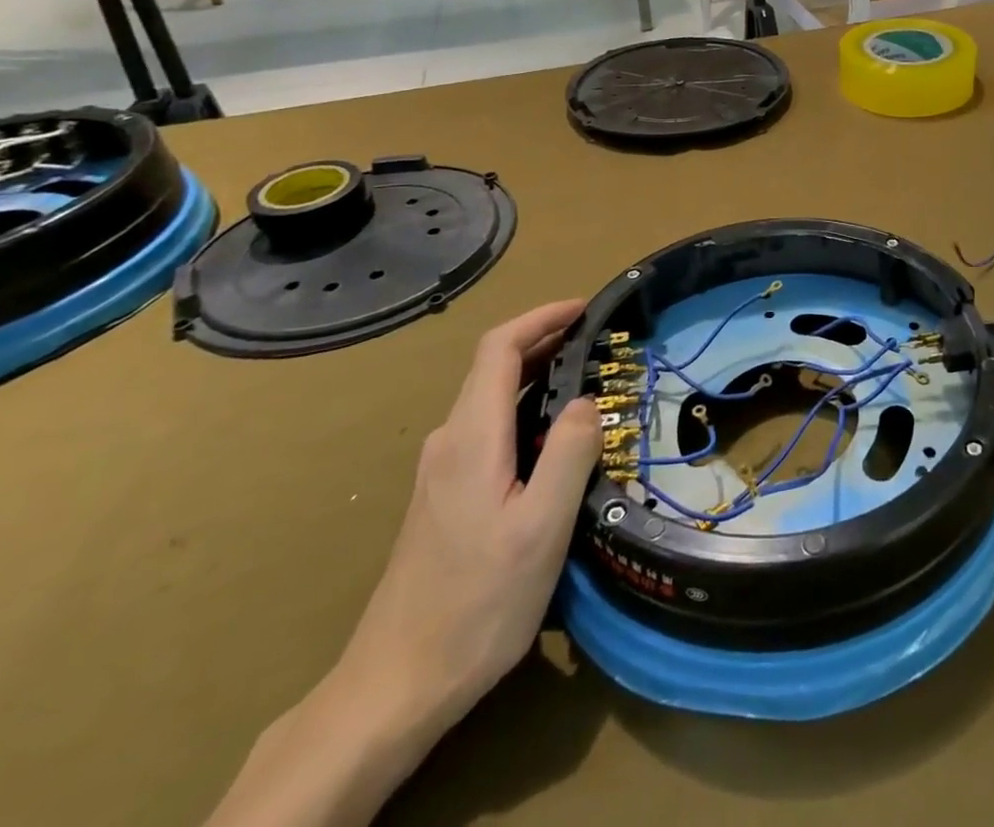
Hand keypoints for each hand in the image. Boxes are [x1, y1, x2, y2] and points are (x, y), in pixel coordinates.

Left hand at [334, 300, 600, 739]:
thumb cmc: (477, 603)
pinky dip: (524, 407)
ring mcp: (442, 470)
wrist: (396, 685)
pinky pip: (487, 428)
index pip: (498, 348)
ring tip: (585, 379)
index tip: (584, 308)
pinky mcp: (444, 496)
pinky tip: (552, 436)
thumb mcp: (541, 528)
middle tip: (598, 340)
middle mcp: (449, 441)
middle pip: (492, 367)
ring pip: (490, 398)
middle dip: (544, 340)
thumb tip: (586, 400)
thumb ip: (569, 453)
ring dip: (536, 374)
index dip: (541, 318)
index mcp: (471, 437)